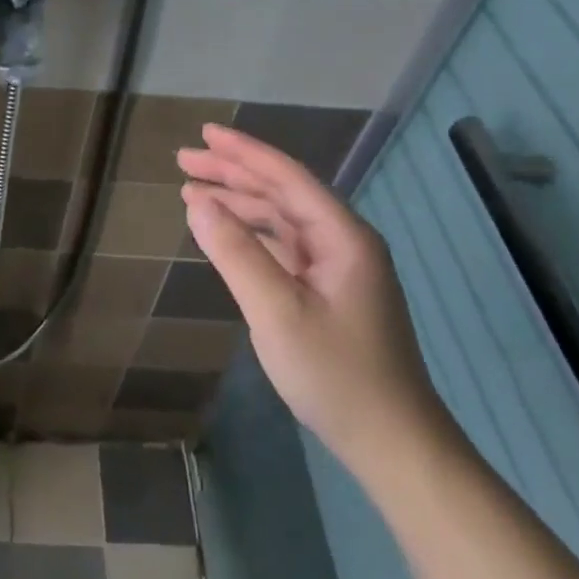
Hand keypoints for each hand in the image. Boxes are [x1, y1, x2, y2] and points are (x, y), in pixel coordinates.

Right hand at [177, 124, 447, 481]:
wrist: (394, 445)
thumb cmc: (336, 375)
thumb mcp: (277, 312)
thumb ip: (236, 252)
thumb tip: (198, 202)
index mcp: (342, 236)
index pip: (286, 176)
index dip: (243, 152)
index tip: (203, 134)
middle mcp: (343, 242)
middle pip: (282, 192)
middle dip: (233, 173)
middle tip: (184, 160)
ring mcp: (338, 269)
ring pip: (281, 219)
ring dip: (238, 202)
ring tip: (192, 192)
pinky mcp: (329, 293)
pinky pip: (284, 246)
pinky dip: (251, 234)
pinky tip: (225, 233)